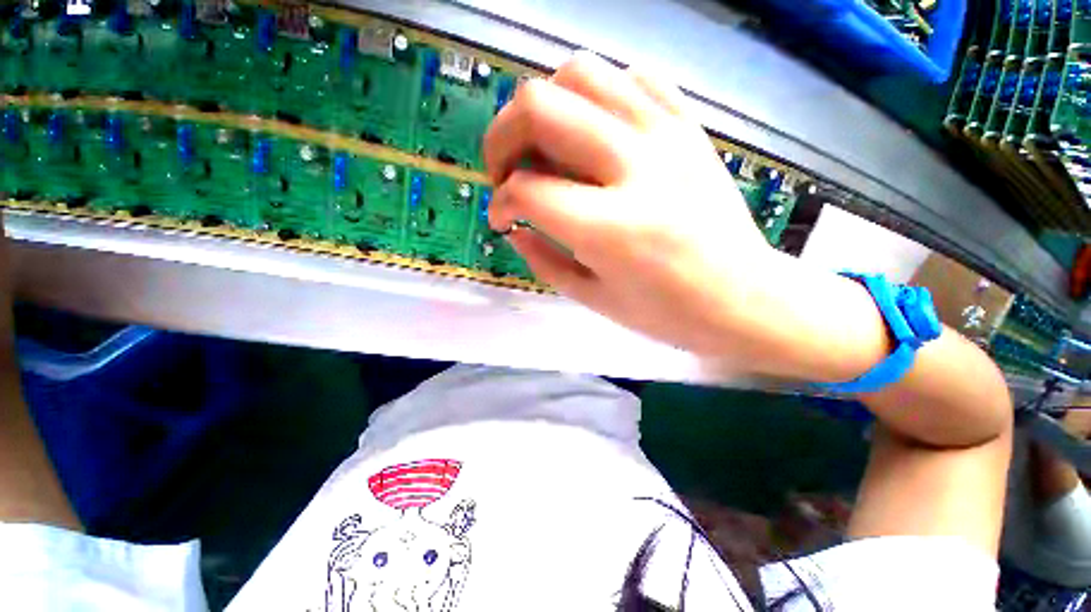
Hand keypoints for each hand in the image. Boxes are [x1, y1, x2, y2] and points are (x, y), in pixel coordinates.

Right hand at [484, 51, 778, 357]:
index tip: (502, 217)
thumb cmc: (667, 313)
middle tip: (508, 172)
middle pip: (539, 108)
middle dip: (502, 139)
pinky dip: (598, 96)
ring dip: (544, 107)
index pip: (527, 190)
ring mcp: (668, 136)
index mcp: (611, 228)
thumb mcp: (593, 298)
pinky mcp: (689, 127)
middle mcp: (636, 167)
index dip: (500, 203)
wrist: (744, 297)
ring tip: (545, 147)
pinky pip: (632, 77)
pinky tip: (595, 132)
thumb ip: (543, 260)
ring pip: (580, 74)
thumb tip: (513, 228)